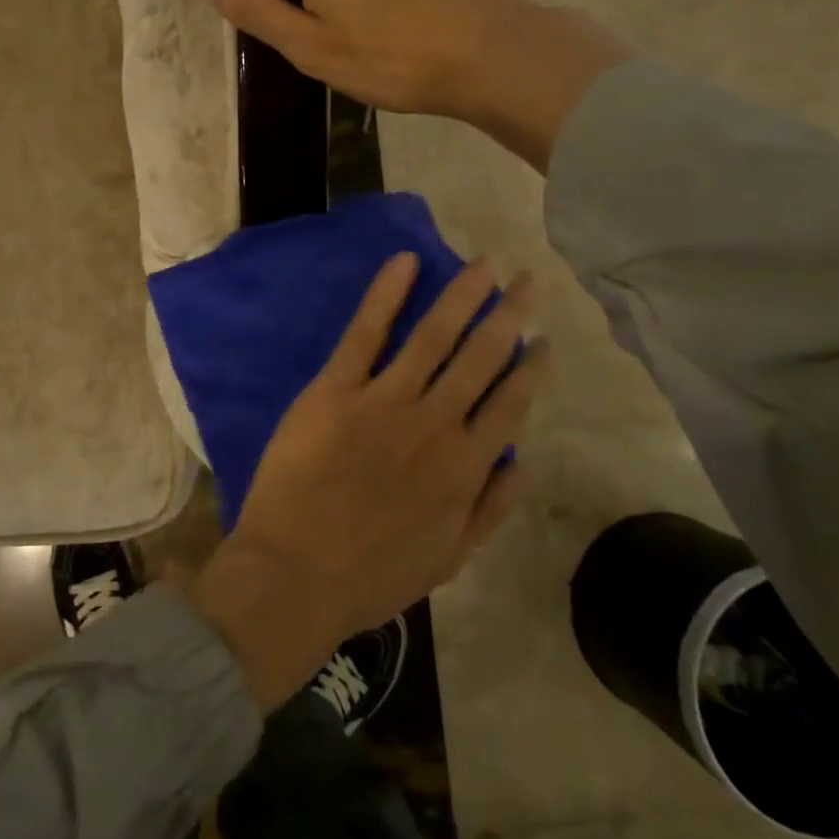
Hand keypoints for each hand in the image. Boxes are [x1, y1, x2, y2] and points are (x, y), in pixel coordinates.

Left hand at [191, 253, 548, 709]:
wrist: (295, 576)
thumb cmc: (371, 575)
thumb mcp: (448, 559)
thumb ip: (491, 509)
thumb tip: (524, 462)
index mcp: (464, 467)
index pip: (509, 404)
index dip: (530, 369)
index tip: (544, 339)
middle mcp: (433, 424)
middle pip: (480, 357)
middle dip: (508, 316)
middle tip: (527, 279)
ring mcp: (383, 401)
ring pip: (433, 336)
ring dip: (462, 296)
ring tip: (484, 265)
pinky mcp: (335, 389)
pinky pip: (366, 333)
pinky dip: (386, 295)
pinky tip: (406, 262)